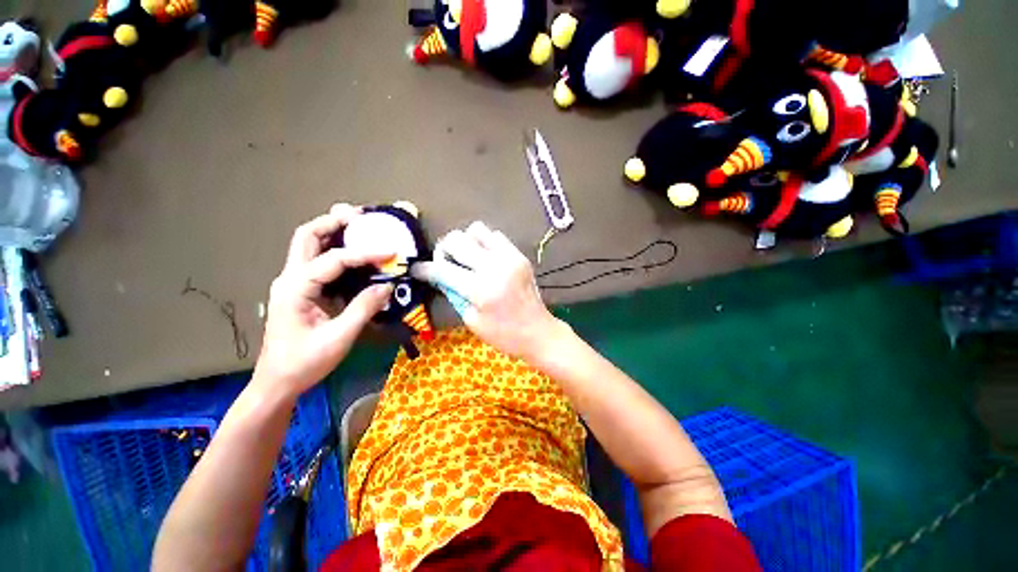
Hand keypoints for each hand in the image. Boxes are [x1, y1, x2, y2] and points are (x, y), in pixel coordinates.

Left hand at [255, 204, 393, 397]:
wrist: (277, 382)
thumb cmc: (304, 362)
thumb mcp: (339, 337)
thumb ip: (364, 308)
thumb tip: (388, 286)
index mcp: (296, 288)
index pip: (334, 259)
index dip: (365, 254)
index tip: (390, 253)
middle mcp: (290, 278)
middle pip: (306, 236)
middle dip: (333, 222)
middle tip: (361, 216)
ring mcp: (293, 283)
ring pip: (309, 245)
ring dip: (332, 231)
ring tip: (358, 226)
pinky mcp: (300, 291)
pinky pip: (317, 261)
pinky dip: (334, 250)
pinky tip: (353, 254)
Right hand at [412, 222, 565, 360]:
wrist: (538, 332)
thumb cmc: (503, 334)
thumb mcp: (472, 321)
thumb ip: (454, 294)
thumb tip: (441, 276)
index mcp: (480, 289)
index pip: (443, 270)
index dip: (425, 269)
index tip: (417, 269)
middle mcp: (494, 267)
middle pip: (456, 240)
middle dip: (444, 249)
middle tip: (445, 262)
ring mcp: (509, 257)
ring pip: (476, 230)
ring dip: (466, 242)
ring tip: (467, 258)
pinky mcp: (519, 255)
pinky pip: (496, 236)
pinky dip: (485, 243)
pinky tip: (486, 258)